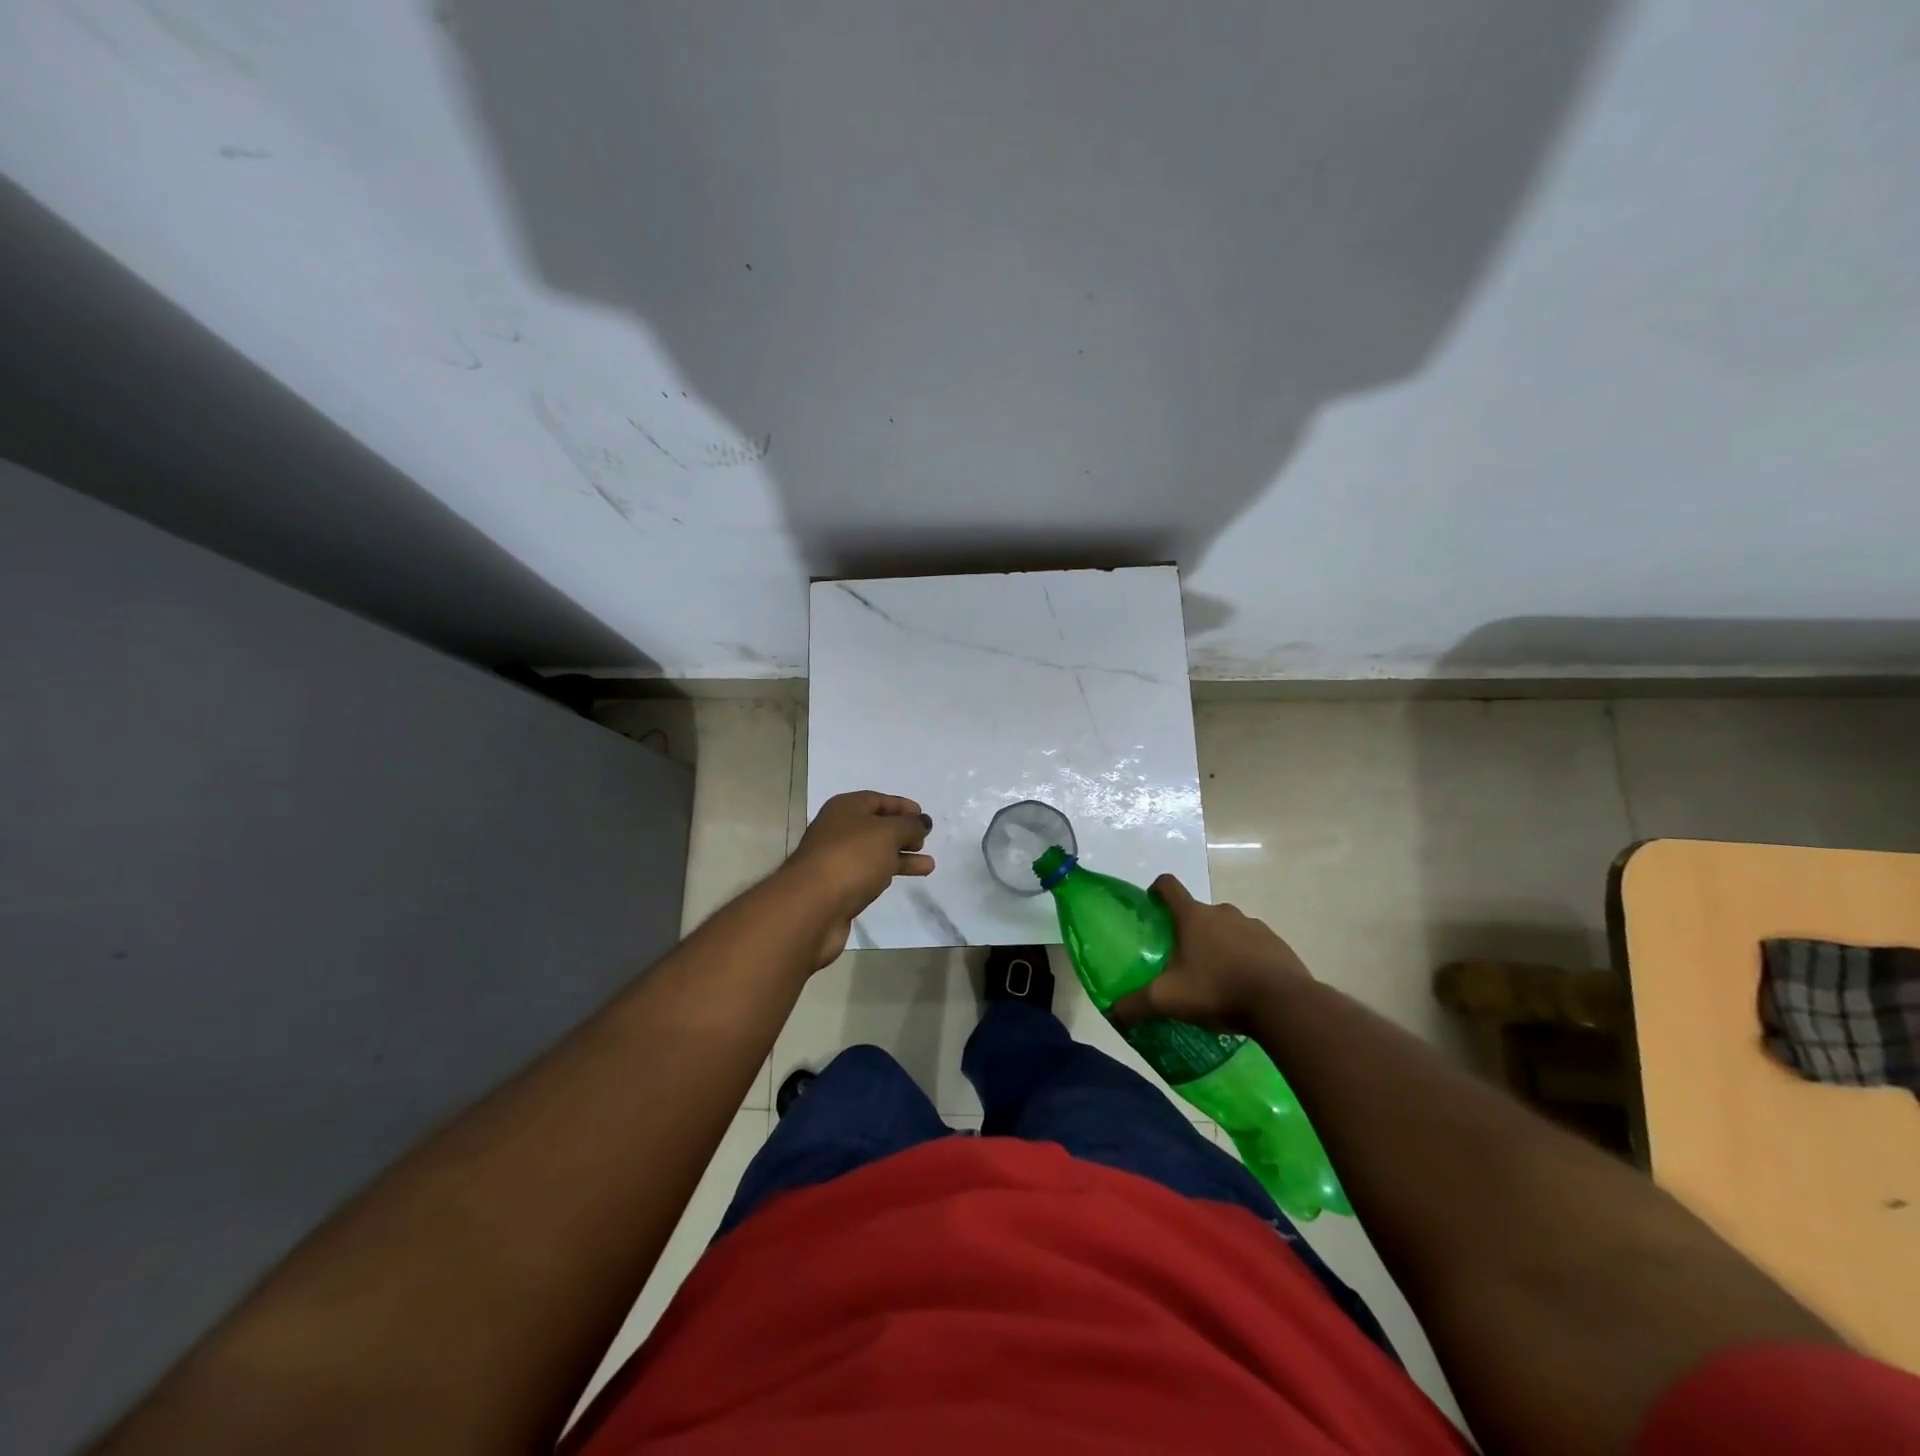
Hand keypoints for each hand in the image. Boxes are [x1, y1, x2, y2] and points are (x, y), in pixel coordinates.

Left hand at [780, 791, 933, 965]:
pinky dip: (887, 873)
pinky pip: (868, 873)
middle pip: (876, 826)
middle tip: (924, 841)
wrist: (812, 906)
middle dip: (902, 832)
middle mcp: (838, 830)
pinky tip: (902, 878)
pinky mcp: (839, 887)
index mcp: (845, 808)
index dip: (902, 806)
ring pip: (875, 852)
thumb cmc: (852, 858)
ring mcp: (836, 859)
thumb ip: (909, 826)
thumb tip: (923, 822)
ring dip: (901, 856)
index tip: (923, 817)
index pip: (878, 800)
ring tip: (928, 865)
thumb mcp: (887, 833)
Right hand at [1110, 874, 1312, 1032]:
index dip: (1156, 891)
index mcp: (1193, 916)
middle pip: (1199, 912)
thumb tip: (1112, 1014)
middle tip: (1184, 961)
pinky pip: (1255, 945)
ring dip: (1220, 945)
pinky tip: (1245, 987)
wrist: (1284, 1004)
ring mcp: (1254, 925)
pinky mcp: (1277, 944)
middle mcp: (1223, 912)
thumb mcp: (1168, 1000)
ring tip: (1217, 978)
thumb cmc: (1218, 990)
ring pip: (1228, 929)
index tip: (1153, 907)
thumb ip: (1136, 1005)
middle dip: (1190, 931)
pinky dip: (1247, 959)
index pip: (1168, 886)